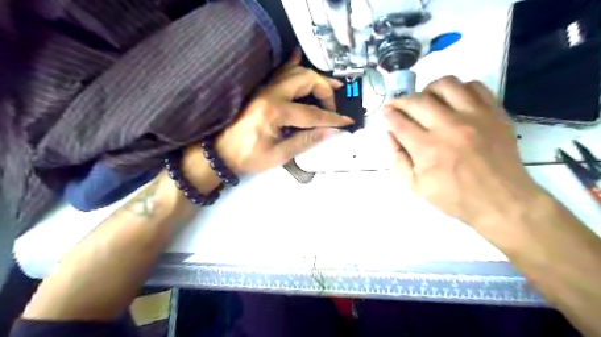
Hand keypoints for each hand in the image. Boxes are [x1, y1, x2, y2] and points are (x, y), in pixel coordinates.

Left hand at [213, 54, 352, 174]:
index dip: (332, 118)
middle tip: (334, 106)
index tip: (346, 122)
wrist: (219, 153)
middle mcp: (270, 94)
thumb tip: (331, 131)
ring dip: (315, 78)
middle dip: (325, 91)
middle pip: (305, 80)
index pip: (312, 113)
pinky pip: (280, 73)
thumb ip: (306, 140)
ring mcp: (264, 89)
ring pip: (295, 72)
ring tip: (331, 85)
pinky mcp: (261, 91)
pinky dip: (293, 66)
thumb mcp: (278, 155)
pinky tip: (299, 58)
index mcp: (275, 112)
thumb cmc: (247, 157)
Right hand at [385, 75, 545, 230]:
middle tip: (397, 106)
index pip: (399, 122)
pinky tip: (453, 100)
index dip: (388, 114)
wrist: (501, 201)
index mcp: (427, 149)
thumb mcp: (416, 187)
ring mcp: (474, 116)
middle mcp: (448, 127)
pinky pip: (475, 86)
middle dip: (401, 101)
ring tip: (425, 100)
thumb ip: (397, 159)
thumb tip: (390, 134)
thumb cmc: (454, 197)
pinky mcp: (494, 112)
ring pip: (445, 85)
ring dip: (428, 90)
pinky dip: (459, 88)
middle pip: (417, 101)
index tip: (385, 112)